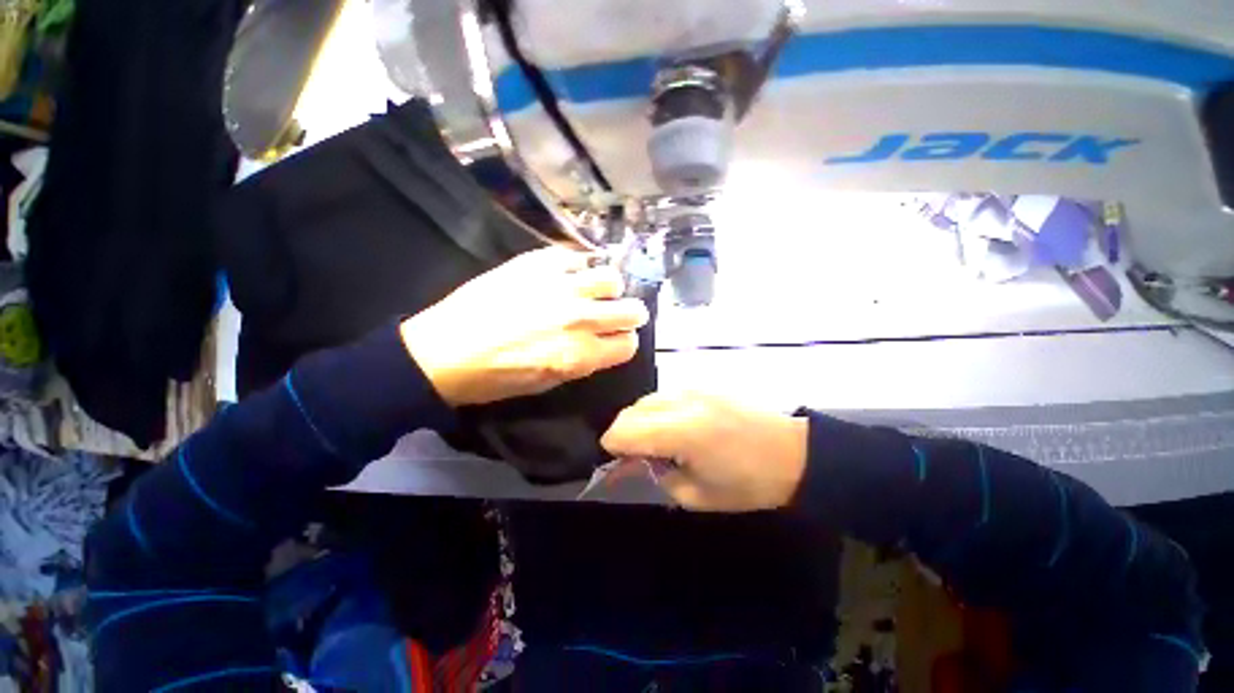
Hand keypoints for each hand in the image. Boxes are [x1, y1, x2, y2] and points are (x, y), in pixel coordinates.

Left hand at [400, 247, 649, 406]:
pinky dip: (579, 265)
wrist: (445, 351)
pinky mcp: (538, 262)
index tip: (616, 340)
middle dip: (629, 314)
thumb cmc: (496, 377)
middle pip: (632, 310)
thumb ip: (583, 361)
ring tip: (594, 288)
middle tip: (616, 313)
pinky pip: (577, 256)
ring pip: (611, 277)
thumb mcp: (549, 383)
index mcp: (581, 355)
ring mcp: (560, 286)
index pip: (629, 344)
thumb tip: (602, 343)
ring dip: (608, 286)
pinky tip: (569, 272)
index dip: (625, 342)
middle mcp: (579, 319)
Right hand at [601, 392, 808, 511]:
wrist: (794, 452)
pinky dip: (658, 412)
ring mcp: (692, 387)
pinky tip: (675, 427)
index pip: (623, 430)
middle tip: (639, 457)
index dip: (613, 449)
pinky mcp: (702, 384)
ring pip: (645, 400)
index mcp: (681, 431)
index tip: (621, 464)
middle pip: (630, 411)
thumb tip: (634, 462)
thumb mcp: (697, 496)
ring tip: (658, 443)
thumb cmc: (749, 482)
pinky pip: (665, 395)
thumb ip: (657, 475)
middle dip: (624, 435)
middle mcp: (681, 400)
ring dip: (641, 422)